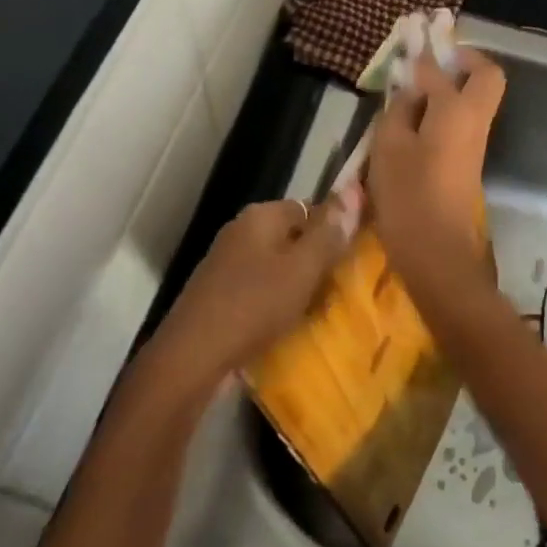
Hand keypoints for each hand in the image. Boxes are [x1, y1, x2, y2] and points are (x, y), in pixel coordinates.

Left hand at [145, 191, 359, 399]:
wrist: (193, 356)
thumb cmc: (254, 305)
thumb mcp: (302, 268)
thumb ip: (328, 232)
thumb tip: (353, 191)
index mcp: (260, 216)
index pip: (308, 208)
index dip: (333, 230)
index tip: (353, 258)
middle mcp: (241, 231)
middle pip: (292, 238)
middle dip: (316, 261)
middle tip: (341, 287)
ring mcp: (226, 263)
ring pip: (276, 266)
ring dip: (297, 285)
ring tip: (320, 309)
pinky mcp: (219, 294)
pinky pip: (259, 290)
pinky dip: (276, 303)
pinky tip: (288, 324)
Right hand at [367, 47, 505, 300]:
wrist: (439, 253)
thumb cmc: (409, 197)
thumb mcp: (389, 147)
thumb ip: (399, 110)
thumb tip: (410, 88)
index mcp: (456, 111)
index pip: (442, 68)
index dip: (423, 53)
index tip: (409, 39)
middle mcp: (475, 121)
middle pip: (486, 76)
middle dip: (462, 60)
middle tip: (429, 61)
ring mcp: (475, 143)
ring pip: (477, 98)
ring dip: (453, 85)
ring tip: (412, 89)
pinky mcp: (468, 161)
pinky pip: (463, 119)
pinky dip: (445, 109)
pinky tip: (414, 119)